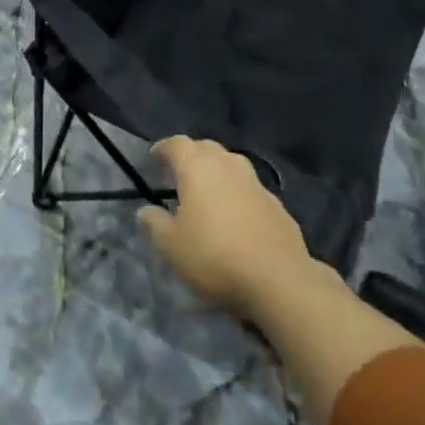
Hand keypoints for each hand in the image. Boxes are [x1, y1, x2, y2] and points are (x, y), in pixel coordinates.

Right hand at [137, 137, 319, 319]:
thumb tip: (146, 210)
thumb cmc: (213, 256)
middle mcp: (229, 166)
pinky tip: (234, 218)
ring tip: (206, 194)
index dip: (163, 149)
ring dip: (216, 173)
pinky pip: (250, 190)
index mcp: (198, 168)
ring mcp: (257, 185)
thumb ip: (154, 223)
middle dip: (191, 156)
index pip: (177, 144)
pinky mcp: (278, 206)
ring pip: (232, 166)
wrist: (279, 281)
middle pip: (207, 149)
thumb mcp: (170, 245)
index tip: (153, 159)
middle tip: (178, 174)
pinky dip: (237, 195)